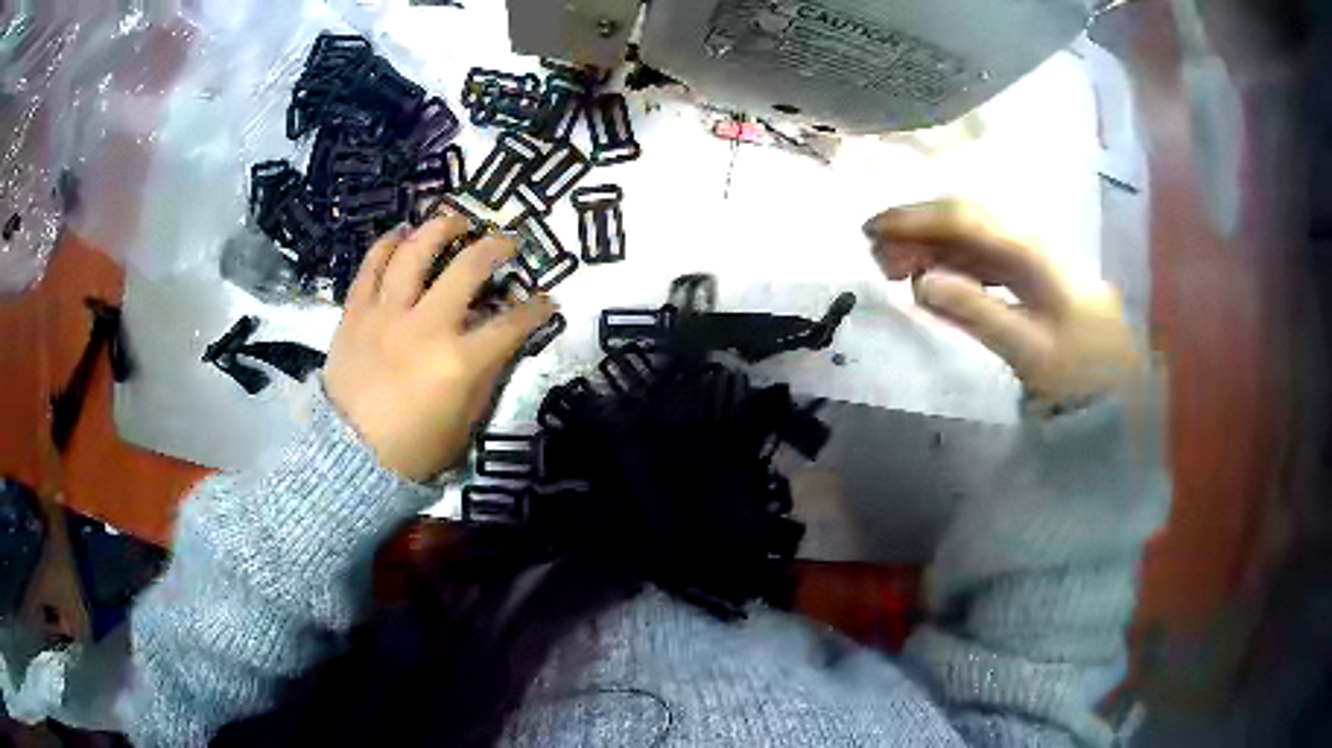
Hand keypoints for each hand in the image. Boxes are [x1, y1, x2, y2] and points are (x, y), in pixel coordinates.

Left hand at [324, 216, 555, 480]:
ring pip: (416, 252)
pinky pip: (371, 266)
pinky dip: (387, 244)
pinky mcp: (355, 313)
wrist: (350, 458)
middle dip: (498, 247)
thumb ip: (484, 377)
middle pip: (469, 268)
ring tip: (455, 220)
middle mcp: (425, 326)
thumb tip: (499, 341)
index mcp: (459, 362)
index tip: (547, 301)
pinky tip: (401, 234)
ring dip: (440, 228)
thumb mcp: (464, 423)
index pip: (512, 323)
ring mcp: (386, 314)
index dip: (537, 309)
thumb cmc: (413, 450)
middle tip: (508, 241)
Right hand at [864, 200, 1142, 412]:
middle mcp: (1027, 242)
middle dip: (916, 230)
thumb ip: (976, 311)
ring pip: (969, 238)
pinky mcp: (1028, 275)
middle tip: (875, 253)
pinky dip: (949, 264)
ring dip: (929, 246)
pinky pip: (980, 259)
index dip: (915, 219)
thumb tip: (920, 282)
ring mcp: (1028, 257)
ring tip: (892, 267)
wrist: (1117, 385)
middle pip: (963, 221)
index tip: (873, 229)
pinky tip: (930, 279)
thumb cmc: (1078, 370)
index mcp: (1029, 252)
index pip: (963, 219)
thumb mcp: (1028, 349)